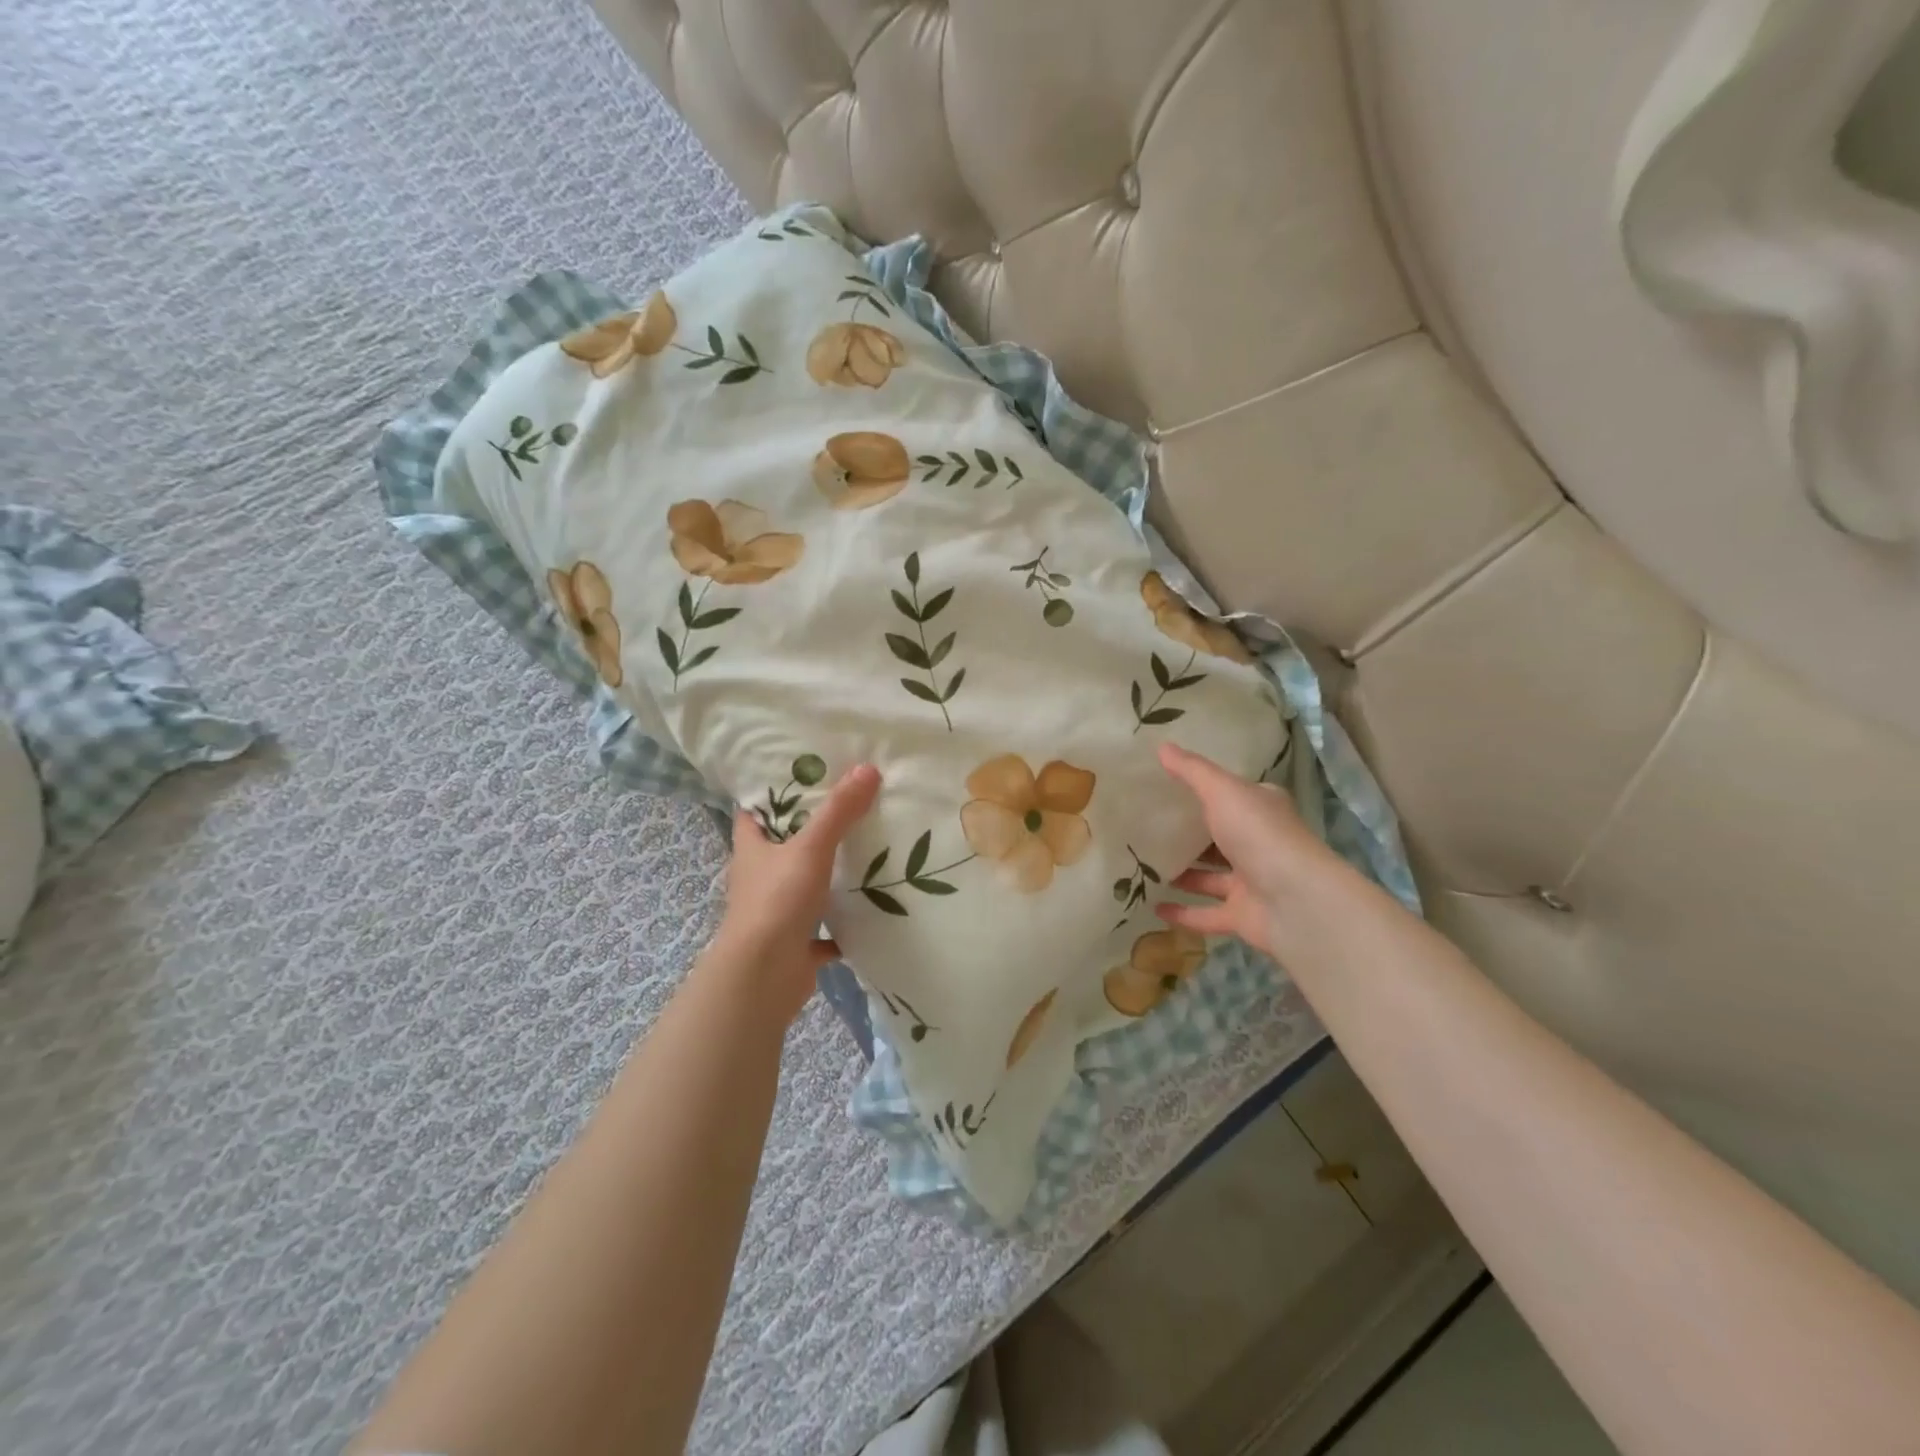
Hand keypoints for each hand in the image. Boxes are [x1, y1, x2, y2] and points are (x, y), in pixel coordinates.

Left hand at [712, 763, 880, 1023]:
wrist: (763, 978)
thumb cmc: (777, 901)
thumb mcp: (811, 848)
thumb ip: (839, 811)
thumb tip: (868, 768)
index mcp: (752, 850)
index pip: (754, 812)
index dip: (773, 792)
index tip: (806, 775)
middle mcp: (759, 879)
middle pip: (782, 848)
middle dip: (811, 831)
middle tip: (849, 807)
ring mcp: (775, 915)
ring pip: (803, 888)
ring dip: (827, 877)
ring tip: (867, 853)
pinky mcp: (794, 946)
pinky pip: (822, 931)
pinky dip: (841, 926)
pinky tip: (869, 912)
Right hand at [1154, 742, 1339, 957]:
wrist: (1297, 901)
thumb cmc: (1260, 835)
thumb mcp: (1222, 791)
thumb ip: (1192, 771)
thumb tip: (1161, 746)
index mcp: (1262, 809)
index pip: (1233, 795)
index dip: (1206, 790)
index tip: (1167, 786)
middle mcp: (1259, 844)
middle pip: (1219, 837)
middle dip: (1189, 834)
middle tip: (1146, 827)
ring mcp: (1252, 882)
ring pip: (1211, 877)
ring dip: (1183, 874)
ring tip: (1143, 866)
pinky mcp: (1243, 916)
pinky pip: (1207, 914)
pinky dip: (1183, 914)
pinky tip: (1154, 908)